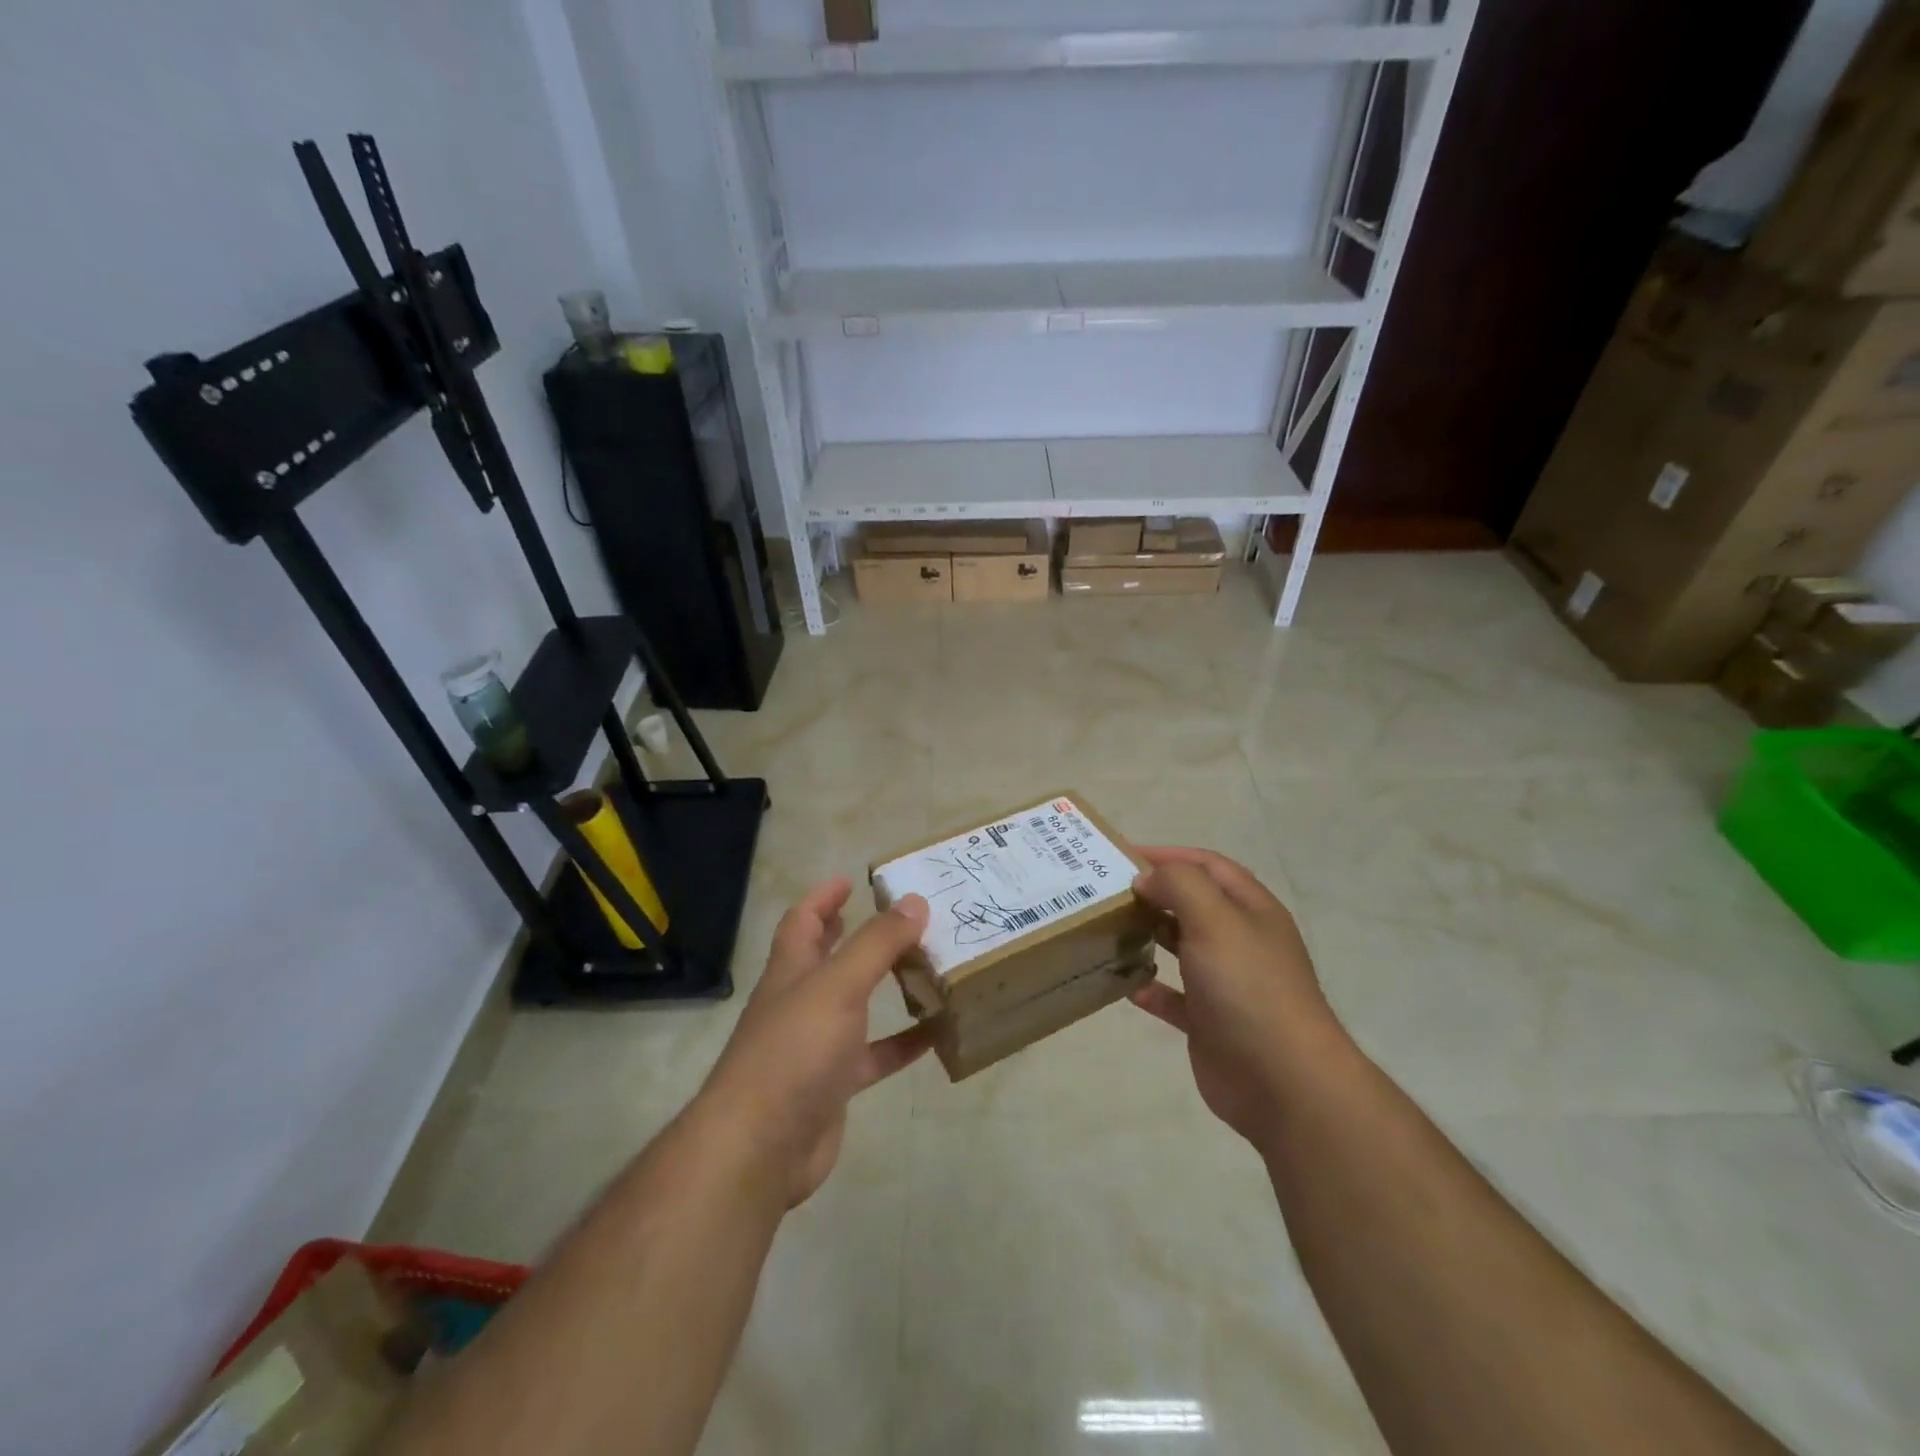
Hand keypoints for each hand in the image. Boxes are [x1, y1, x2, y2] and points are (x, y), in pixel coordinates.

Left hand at [695, 877, 930, 1206]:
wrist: (760, 1147)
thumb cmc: (794, 1051)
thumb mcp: (839, 986)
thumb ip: (877, 943)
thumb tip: (914, 901)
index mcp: (791, 971)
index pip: (802, 921)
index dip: (823, 897)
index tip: (850, 880)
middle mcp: (800, 1003)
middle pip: (826, 958)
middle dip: (853, 935)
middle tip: (896, 917)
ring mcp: (815, 1046)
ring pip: (855, 1005)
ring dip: (884, 986)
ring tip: (925, 966)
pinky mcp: (833, 1085)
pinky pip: (874, 1056)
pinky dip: (902, 1044)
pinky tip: (935, 1034)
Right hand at [1129, 847, 1346, 1146]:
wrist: (1282, 1080)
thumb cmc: (1248, 986)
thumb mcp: (1215, 919)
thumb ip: (1180, 885)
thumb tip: (1148, 878)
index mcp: (1251, 910)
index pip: (1208, 866)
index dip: (1169, 855)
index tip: (1124, 855)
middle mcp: (1240, 941)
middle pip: (1193, 904)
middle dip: (1154, 893)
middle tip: (1107, 892)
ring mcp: (1226, 983)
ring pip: (1182, 948)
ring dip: (1149, 936)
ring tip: (1110, 929)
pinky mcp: (1210, 1022)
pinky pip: (1174, 997)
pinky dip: (1150, 988)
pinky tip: (1126, 984)